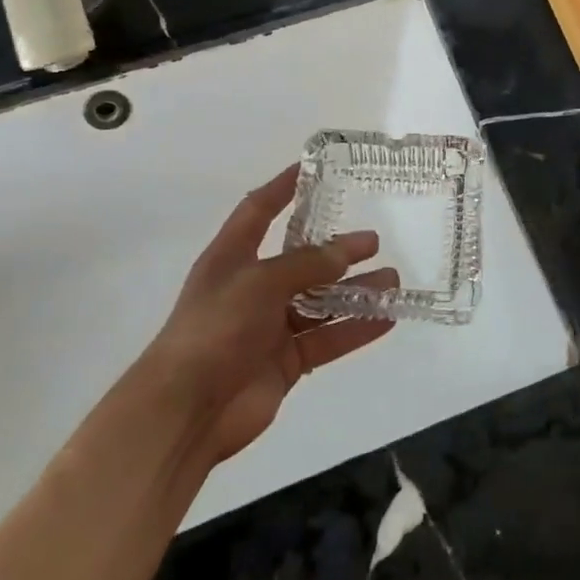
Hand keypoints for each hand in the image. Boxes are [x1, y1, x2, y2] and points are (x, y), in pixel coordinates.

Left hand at [145, 165, 396, 465]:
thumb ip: (307, 264)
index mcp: (232, 257)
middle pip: (301, 260)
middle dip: (337, 249)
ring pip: (320, 301)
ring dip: (355, 291)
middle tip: (375, 240)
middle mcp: (252, 287)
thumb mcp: (260, 282)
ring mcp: (269, 327)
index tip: (313, 168)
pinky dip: (356, 328)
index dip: (283, 188)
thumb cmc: (215, 329)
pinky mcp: (285, 362)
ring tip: (393, 280)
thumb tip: (347, 249)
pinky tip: (387, 319)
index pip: (258, 210)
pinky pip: (327, 338)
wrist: (186, 411)